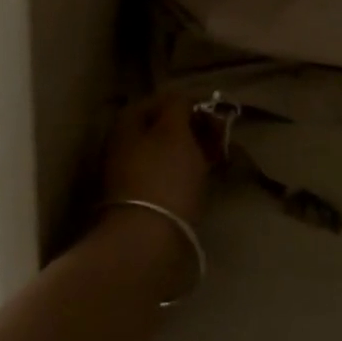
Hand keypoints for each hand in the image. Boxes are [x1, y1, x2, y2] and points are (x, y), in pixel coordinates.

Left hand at [101, 95, 210, 226]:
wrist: (146, 242)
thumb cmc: (163, 177)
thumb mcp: (174, 130)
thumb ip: (178, 105)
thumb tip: (181, 98)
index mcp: (126, 124)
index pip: (160, 100)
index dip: (188, 102)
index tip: (215, 113)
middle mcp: (122, 146)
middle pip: (162, 127)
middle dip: (192, 129)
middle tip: (219, 137)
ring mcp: (128, 176)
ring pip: (165, 153)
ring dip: (191, 152)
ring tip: (217, 159)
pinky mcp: (140, 203)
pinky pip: (166, 177)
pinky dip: (185, 174)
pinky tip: (202, 181)